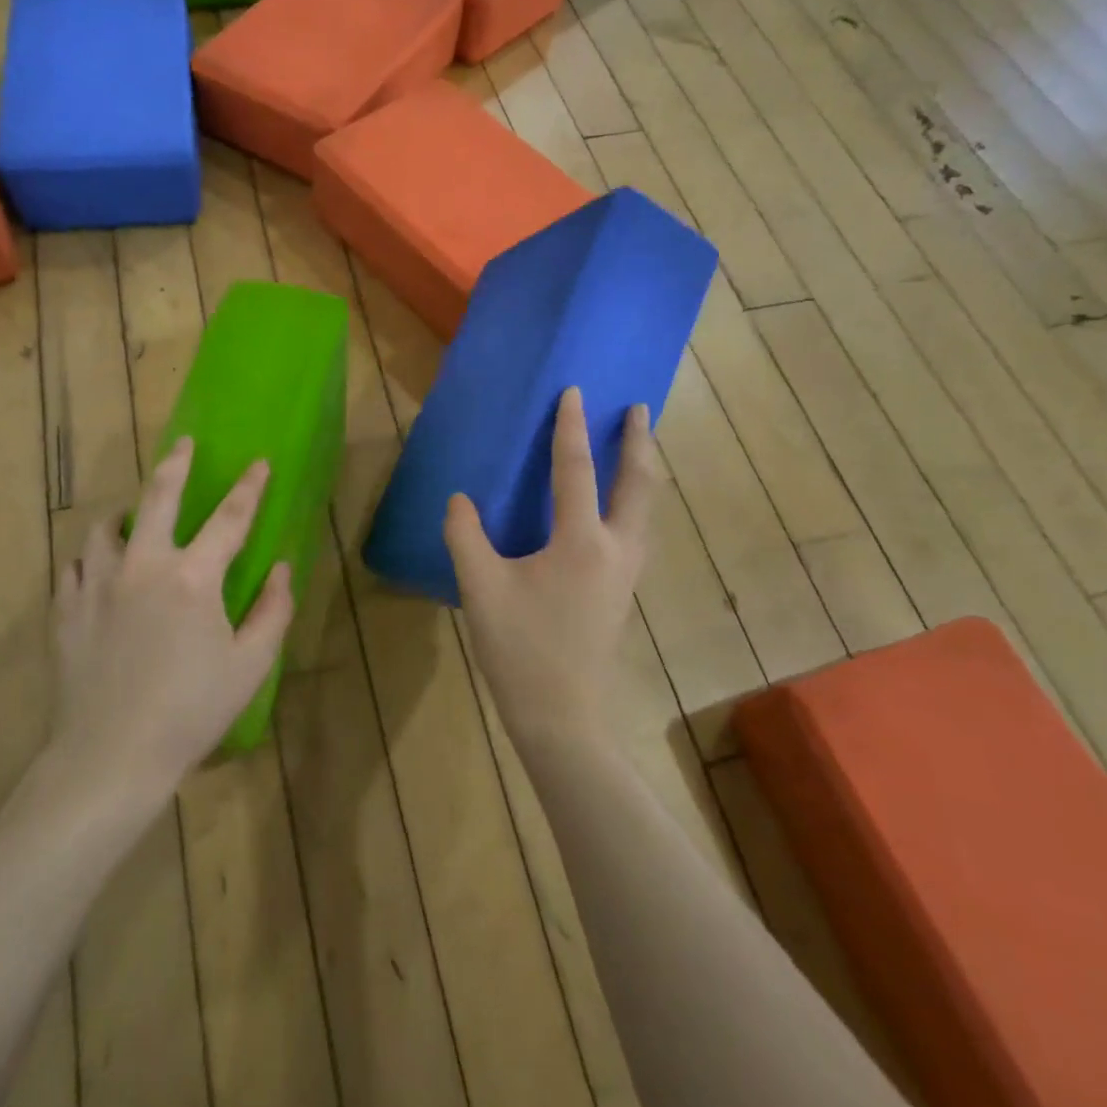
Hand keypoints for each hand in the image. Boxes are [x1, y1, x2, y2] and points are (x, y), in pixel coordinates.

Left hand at [51, 439, 294, 794]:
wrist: (111, 756)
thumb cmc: (191, 712)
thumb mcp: (250, 666)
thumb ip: (272, 611)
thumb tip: (281, 569)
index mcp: (193, 578)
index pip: (230, 518)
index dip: (249, 488)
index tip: (259, 463)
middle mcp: (143, 566)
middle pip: (158, 498)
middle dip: (175, 464)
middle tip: (183, 444)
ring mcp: (97, 585)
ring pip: (105, 528)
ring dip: (124, 513)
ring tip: (131, 515)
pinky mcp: (67, 610)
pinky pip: (75, 567)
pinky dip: (91, 559)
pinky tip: (97, 569)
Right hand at [445, 388, 660, 754]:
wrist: (561, 715)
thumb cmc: (520, 649)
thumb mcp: (480, 589)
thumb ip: (465, 536)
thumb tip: (460, 499)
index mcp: (580, 542)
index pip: (576, 470)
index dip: (571, 428)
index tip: (574, 391)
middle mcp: (615, 549)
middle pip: (638, 484)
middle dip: (638, 442)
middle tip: (638, 408)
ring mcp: (626, 573)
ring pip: (646, 508)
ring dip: (644, 470)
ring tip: (638, 445)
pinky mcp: (623, 591)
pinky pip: (638, 529)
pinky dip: (637, 500)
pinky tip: (622, 506)